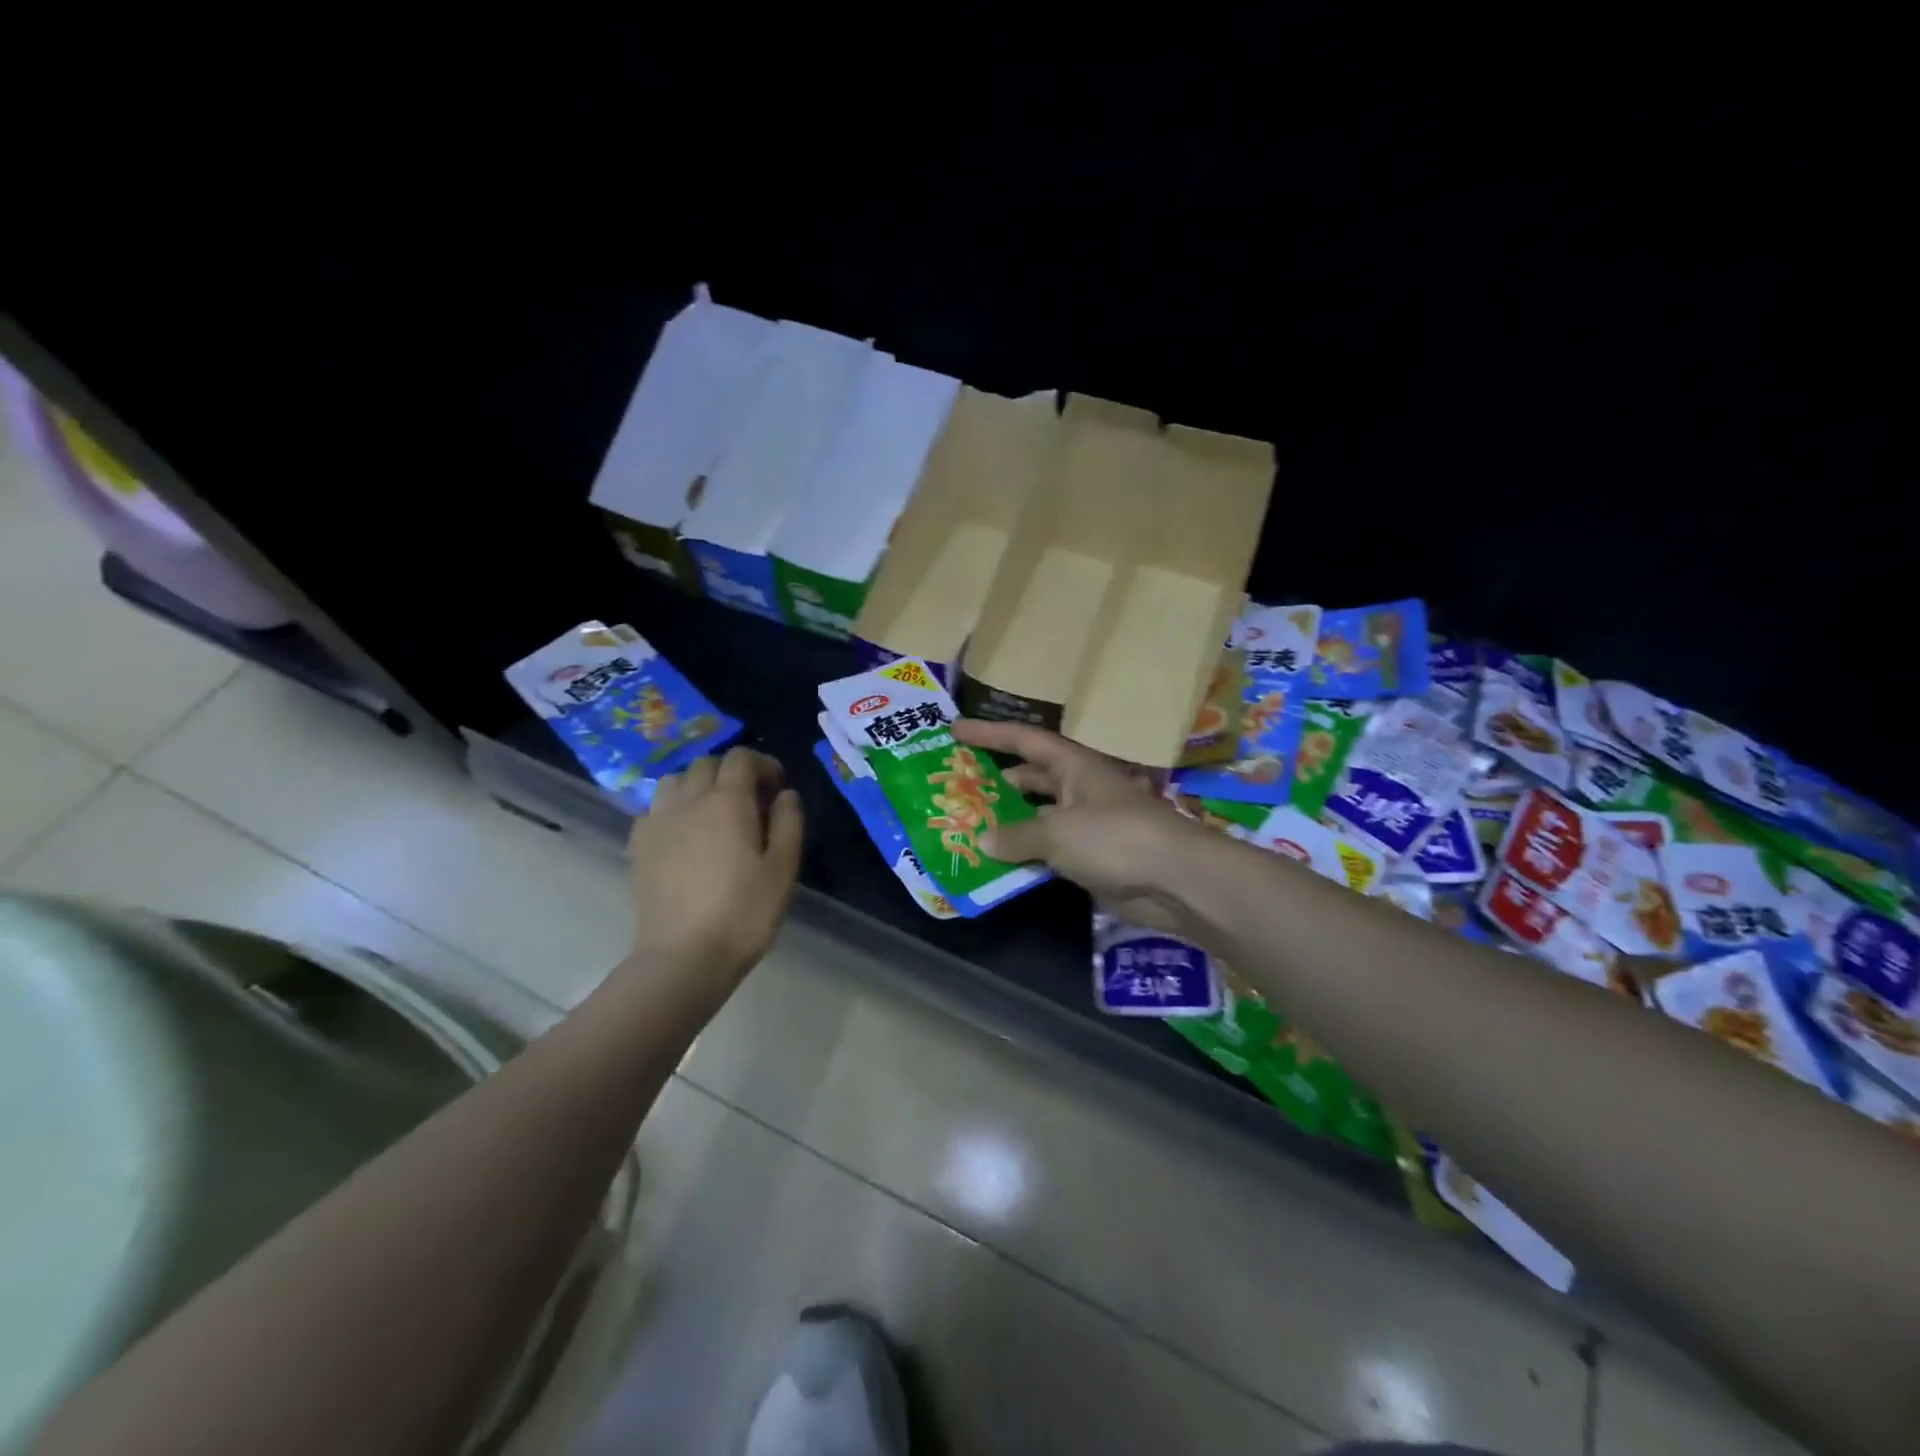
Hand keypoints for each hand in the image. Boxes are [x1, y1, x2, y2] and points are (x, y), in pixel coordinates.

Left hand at [623, 747, 803, 1003]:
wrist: (684, 957)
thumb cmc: (744, 913)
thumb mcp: (783, 870)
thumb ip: (789, 823)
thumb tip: (786, 794)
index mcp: (728, 802)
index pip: (741, 758)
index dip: (763, 764)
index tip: (777, 786)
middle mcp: (689, 801)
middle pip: (706, 764)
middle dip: (731, 771)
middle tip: (750, 800)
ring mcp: (658, 822)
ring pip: (674, 781)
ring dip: (697, 785)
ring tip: (713, 812)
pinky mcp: (638, 846)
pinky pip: (653, 810)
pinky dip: (672, 809)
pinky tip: (683, 835)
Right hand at [952, 719, 1216, 931]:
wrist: (1175, 880)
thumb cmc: (1115, 839)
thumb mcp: (1057, 832)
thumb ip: (1016, 836)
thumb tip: (983, 839)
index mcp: (1074, 767)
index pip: (1024, 741)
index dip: (989, 733)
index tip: (955, 729)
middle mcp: (1079, 789)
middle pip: (1030, 778)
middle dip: (997, 781)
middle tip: (957, 788)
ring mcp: (1087, 824)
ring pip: (1039, 817)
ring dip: (1009, 823)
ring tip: (968, 827)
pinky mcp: (1092, 858)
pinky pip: (1050, 851)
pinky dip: (1026, 855)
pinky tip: (999, 864)